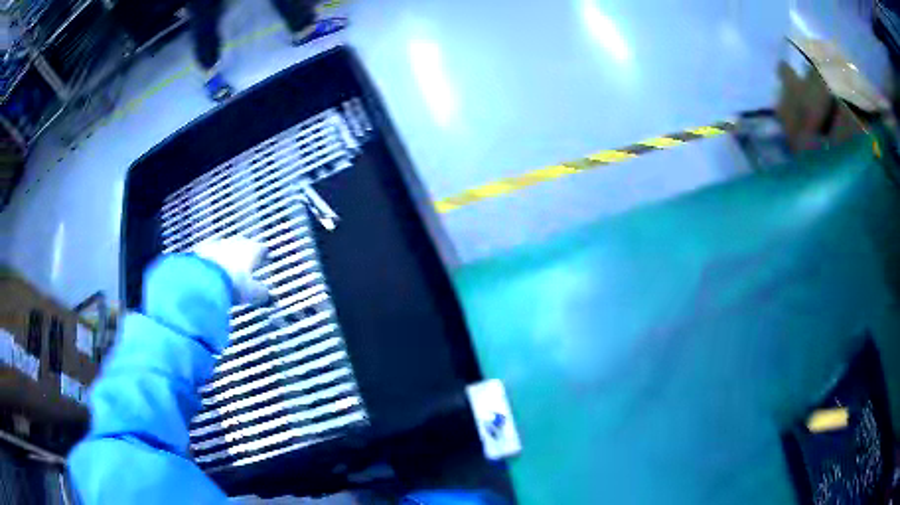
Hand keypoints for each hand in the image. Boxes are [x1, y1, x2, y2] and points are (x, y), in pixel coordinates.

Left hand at [193, 237, 268, 304]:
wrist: (203, 278)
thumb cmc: (234, 283)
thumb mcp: (252, 293)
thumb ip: (262, 293)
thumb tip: (268, 296)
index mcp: (251, 249)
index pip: (261, 249)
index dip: (263, 255)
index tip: (265, 259)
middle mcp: (235, 242)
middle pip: (243, 247)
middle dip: (244, 255)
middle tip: (245, 266)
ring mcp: (217, 244)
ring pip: (225, 249)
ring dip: (227, 258)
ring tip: (227, 272)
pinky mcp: (201, 249)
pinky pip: (210, 255)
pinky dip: (212, 262)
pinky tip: (211, 273)